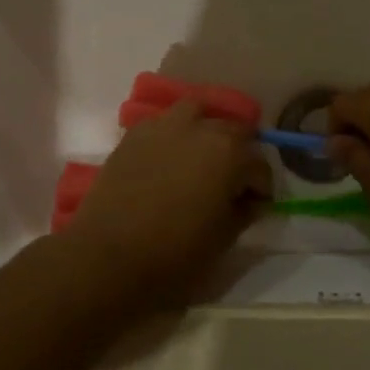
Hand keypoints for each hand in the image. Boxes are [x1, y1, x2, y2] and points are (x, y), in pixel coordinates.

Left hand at [59, 99, 272, 306]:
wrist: (107, 257)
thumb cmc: (174, 254)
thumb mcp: (223, 240)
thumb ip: (243, 213)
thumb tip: (249, 201)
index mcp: (230, 153)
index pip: (260, 166)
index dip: (262, 189)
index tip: (256, 207)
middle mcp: (200, 128)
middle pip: (233, 130)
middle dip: (240, 154)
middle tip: (232, 183)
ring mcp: (164, 126)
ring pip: (197, 112)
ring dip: (207, 129)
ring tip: (203, 156)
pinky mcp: (134, 135)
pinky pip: (164, 123)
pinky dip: (175, 134)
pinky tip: (170, 159)